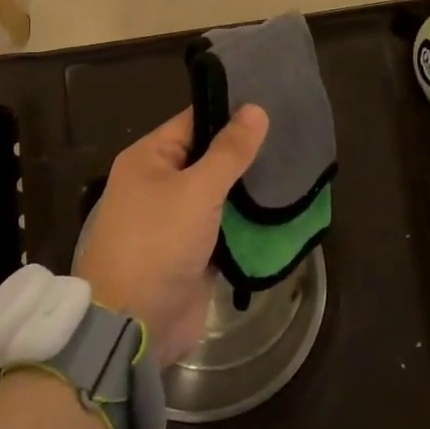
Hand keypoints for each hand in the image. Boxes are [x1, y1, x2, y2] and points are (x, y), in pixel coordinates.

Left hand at [74, 105, 268, 368]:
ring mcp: (176, 220)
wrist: (133, 326)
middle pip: (208, 157)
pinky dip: (246, 220)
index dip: (230, 112)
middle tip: (293, 136)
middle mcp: (159, 183)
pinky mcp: (192, 251)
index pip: (194, 121)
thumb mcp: (197, 191)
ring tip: (296, 167)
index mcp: (149, 159)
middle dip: (245, 152)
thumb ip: (229, 152)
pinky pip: (223, 226)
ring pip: (219, 193)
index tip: (272, 102)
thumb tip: (256, 108)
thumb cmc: (158, 244)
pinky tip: (281, 208)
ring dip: (249, 188)